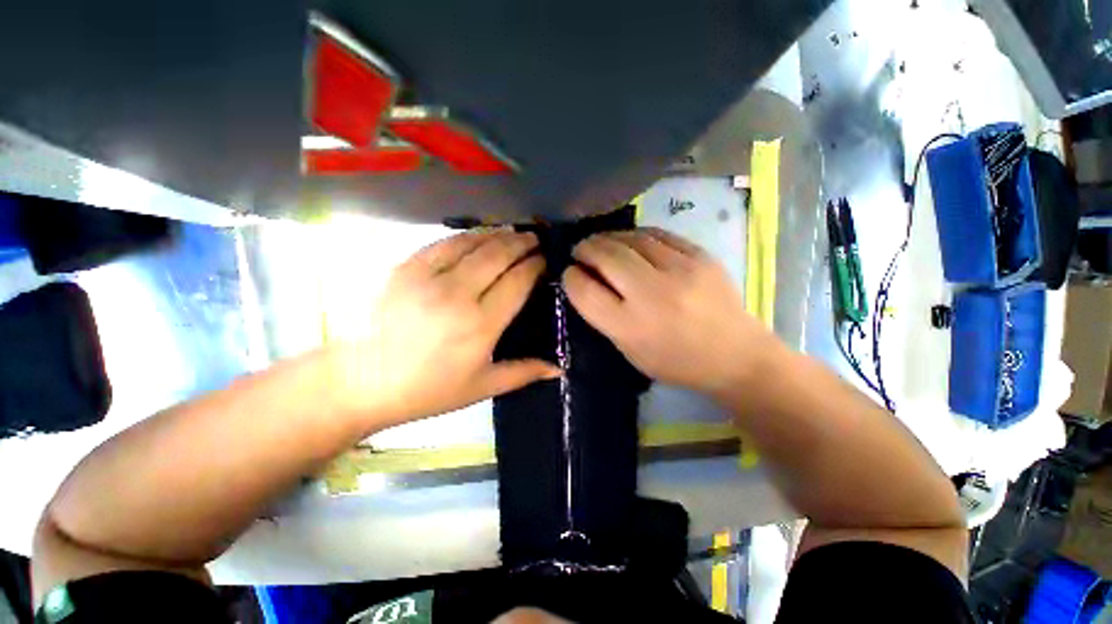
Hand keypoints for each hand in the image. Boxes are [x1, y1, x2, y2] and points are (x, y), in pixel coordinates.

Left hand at [333, 230, 559, 425]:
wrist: (362, 381)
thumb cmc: (428, 389)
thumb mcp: (481, 387)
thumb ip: (523, 372)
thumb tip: (559, 369)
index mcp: (481, 325)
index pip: (517, 282)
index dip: (534, 266)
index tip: (544, 260)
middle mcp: (458, 294)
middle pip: (498, 256)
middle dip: (521, 243)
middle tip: (534, 238)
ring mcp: (428, 277)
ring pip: (472, 243)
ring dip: (497, 234)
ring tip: (511, 232)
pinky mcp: (405, 268)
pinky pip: (443, 243)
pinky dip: (465, 236)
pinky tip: (476, 235)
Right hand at [562, 228, 781, 394]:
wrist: (735, 355)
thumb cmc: (676, 361)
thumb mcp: (630, 351)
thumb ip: (604, 317)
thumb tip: (585, 281)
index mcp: (630, 326)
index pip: (584, 290)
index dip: (570, 277)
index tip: (570, 273)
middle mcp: (651, 294)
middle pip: (605, 256)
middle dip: (585, 249)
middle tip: (581, 251)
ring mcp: (679, 270)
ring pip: (630, 239)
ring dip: (608, 237)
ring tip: (602, 243)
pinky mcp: (700, 255)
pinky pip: (657, 234)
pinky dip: (636, 235)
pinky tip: (631, 240)